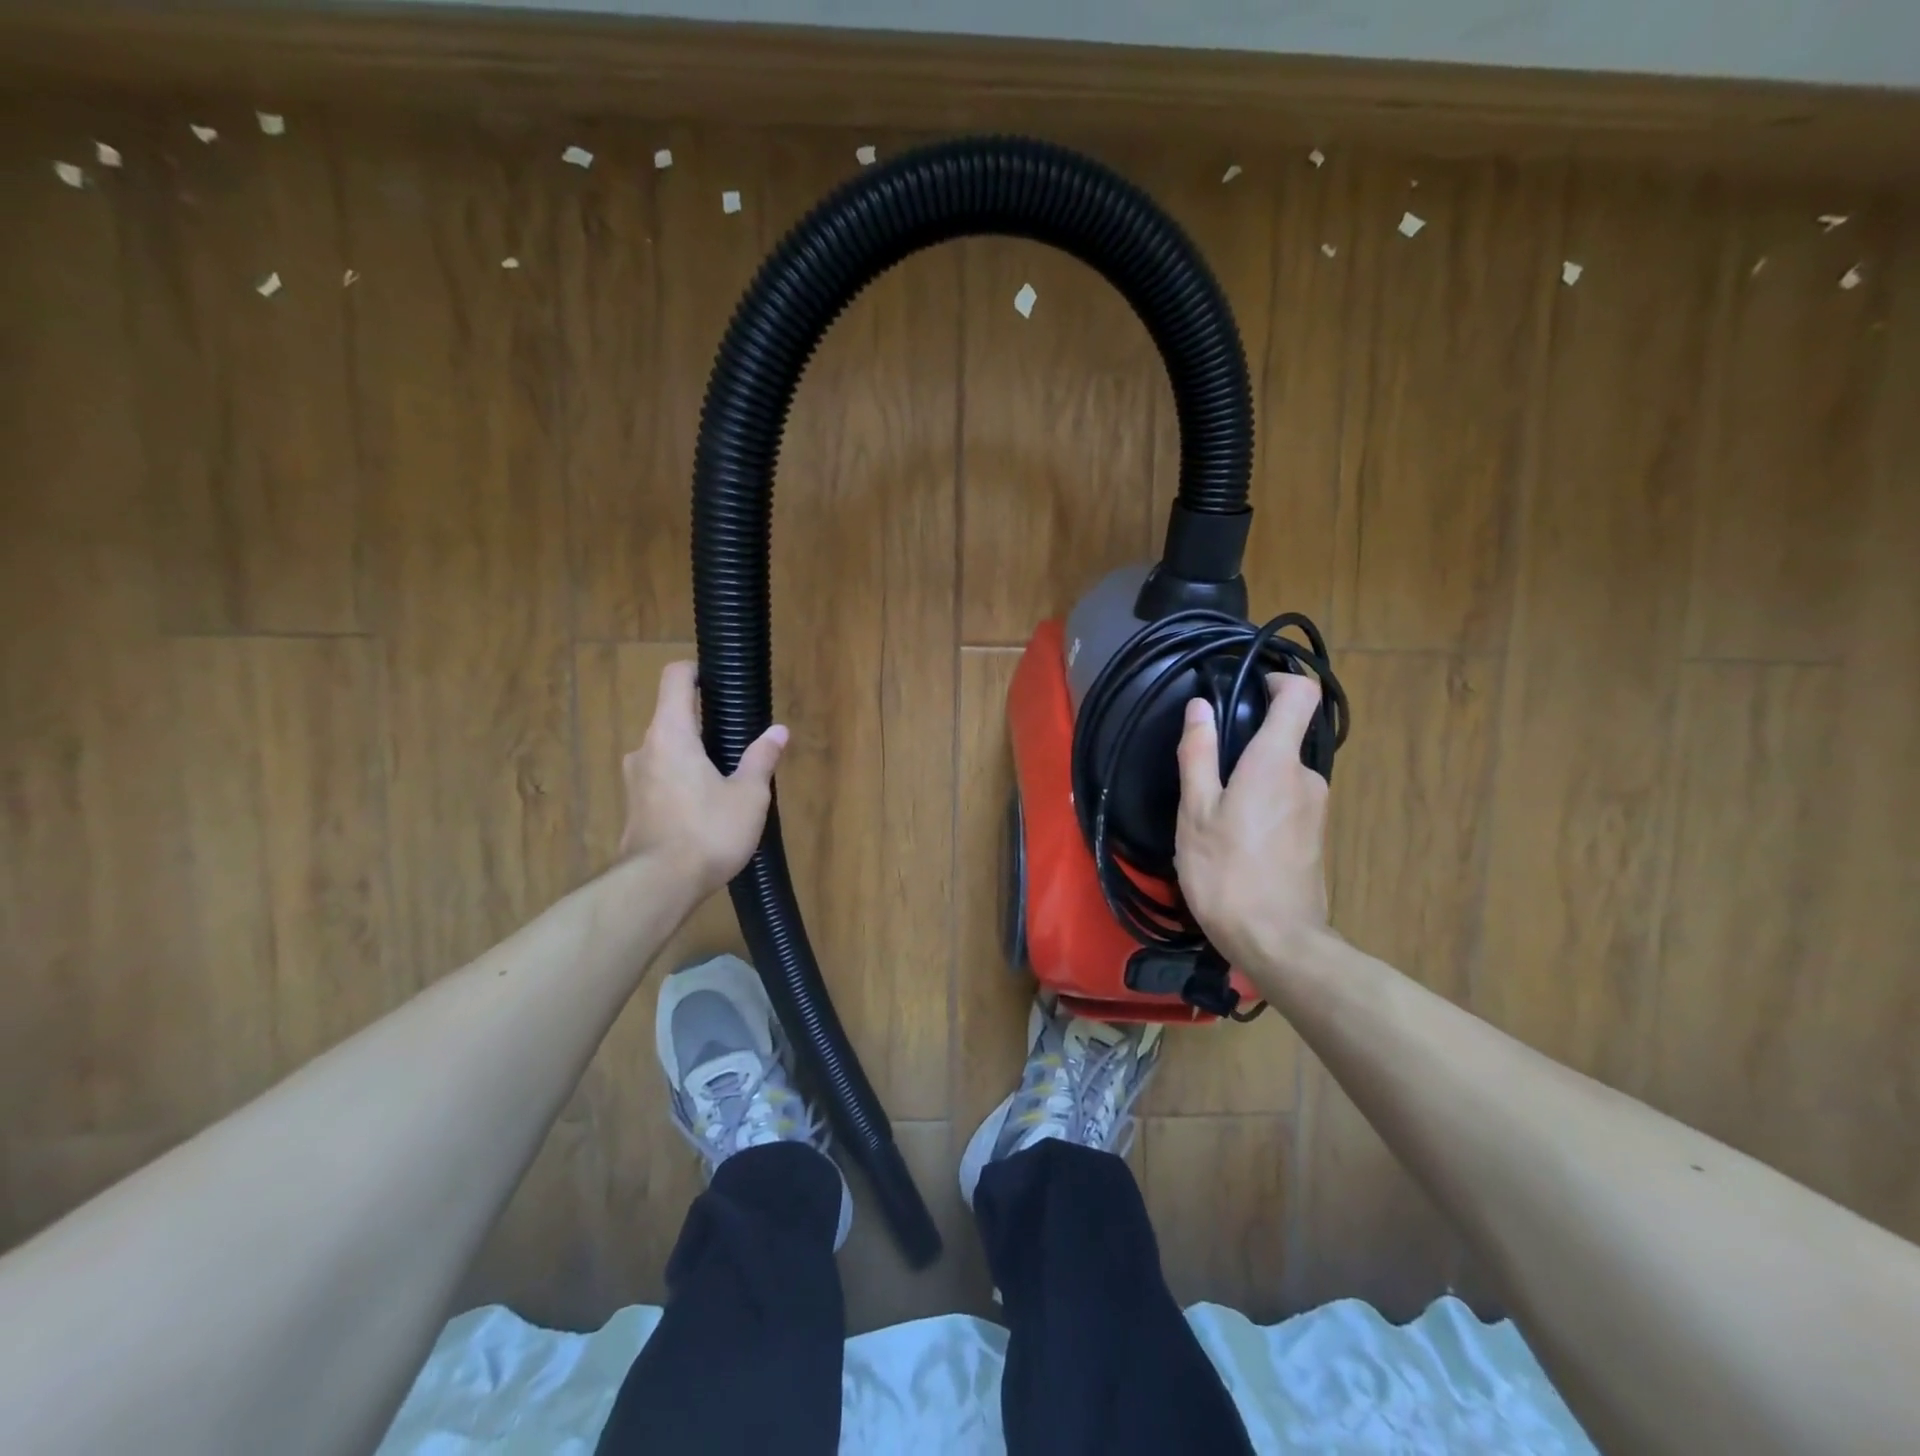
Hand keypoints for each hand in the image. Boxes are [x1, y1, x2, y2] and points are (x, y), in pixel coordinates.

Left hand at [617, 662, 787, 900]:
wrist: (658, 887)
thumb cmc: (707, 831)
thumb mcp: (748, 795)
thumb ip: (761, 758)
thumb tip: (778, 731)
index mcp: (672, 733)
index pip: (675, 679)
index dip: (696, 672)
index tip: (719, 681)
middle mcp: (645, 748)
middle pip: (672, 717)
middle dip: (704, 723)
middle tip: (739, 740)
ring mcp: (635, 779)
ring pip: (667, 751)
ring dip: (694, 756)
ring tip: (727, 778)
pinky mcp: (635, 807)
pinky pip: (661, 778)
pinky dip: (683, 780)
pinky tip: (707, 807)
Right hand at [1174, 673, 1331, 974]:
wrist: (1277, 942)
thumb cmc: (1227, 872)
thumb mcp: (1197, 812)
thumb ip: (1199, 755)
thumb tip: (1200, 707)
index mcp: (1277, 762)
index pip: (1301, 695)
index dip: (1280, 679)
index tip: (1249, 686)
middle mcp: (1307, 777)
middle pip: (1284, 738)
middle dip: (1248, 746)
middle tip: (1207, 774)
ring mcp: (1317, 808)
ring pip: (1283, 774)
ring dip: (1253, 781)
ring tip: (1215, 815)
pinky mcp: (1317, 836)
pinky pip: (1288, 801)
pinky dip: (1264, 805)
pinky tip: (1237, 839)